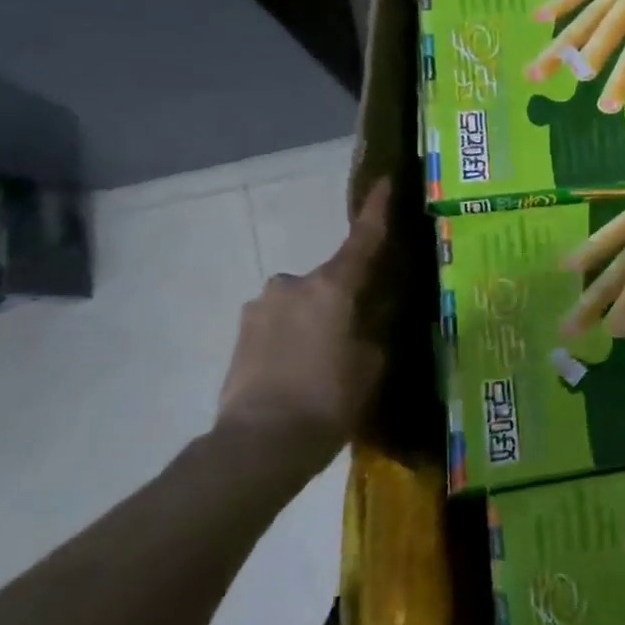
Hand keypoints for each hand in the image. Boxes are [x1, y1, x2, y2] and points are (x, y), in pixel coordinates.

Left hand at [215, 178, 392, 469]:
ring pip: (301, 302)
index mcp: (333, 286)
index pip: (363, 239)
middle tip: (357, 331)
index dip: (377, 210)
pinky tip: (297, 371)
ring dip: (314, 319)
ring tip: (323, 362)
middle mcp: (293, 284)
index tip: (384, 181)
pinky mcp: (240, 332)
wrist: (258, 444)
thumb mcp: (372, 364)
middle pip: (331, 280)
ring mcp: (260, 306)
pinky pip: (278, 322)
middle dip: (344, 297)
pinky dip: (291, 336)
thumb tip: (374, 313)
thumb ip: (376, 329)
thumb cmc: (330, 400)